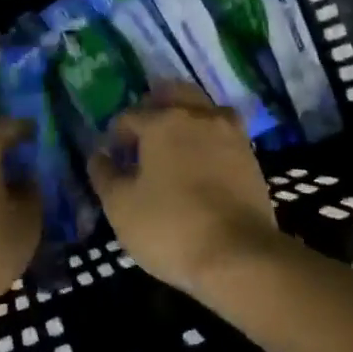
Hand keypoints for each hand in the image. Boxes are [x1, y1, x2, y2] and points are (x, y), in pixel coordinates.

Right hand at [88, 82, 282, 295]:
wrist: (239, 257)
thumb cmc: (170, 227)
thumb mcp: (120, 206)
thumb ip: (105, 175)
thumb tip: (100, 156)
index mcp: (163, 122)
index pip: (130, 116)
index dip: (116, 135)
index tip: (113, 159)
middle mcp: (199, 117)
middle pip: (174, 95)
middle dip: (155, 108)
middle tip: (143, 136)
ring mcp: (231, 135)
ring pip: (205, 110)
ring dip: (187, 118)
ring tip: (174, 146)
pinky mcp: (251, 159)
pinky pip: (224, 135)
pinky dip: (209, 140)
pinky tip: (200, 164)